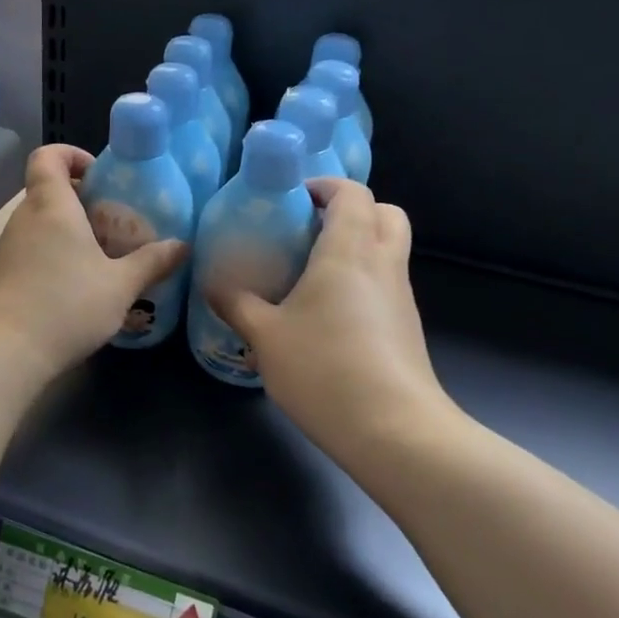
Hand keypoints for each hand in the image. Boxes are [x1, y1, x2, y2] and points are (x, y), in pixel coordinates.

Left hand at [0, 145, 187, 376]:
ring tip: (102, 258)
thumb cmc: (67, 305)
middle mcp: (24, 218)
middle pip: (48, 191)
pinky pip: (31, 250)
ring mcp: (8, 247)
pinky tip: (77, 286)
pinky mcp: (1, 275)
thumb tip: (182, 246)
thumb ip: (152, 262)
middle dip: (81, 200)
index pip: (48, 156)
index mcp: (52, 205)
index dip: (71, 155)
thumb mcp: (120, 286)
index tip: (99, 174)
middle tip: (114, 223)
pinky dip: (53, 255)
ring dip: (68, 231)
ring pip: (40, 223)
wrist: (6, 352)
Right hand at [207, 180, 454, 468]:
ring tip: (310, 274)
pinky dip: (363, 281)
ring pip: (389, 250)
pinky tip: (328, 315)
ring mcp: (401, 297)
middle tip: (308, 230)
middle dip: (350, 211)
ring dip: (357, 247)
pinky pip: (387, 284)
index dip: (324, 186)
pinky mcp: (407, 328)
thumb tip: (211, 283)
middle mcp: (383, 264)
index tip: (292, 199)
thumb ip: (236, 304)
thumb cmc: (324, 368)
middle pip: (385, 213)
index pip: (352, 193)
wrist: (394, 430)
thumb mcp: (265, 336)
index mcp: (349, 251)